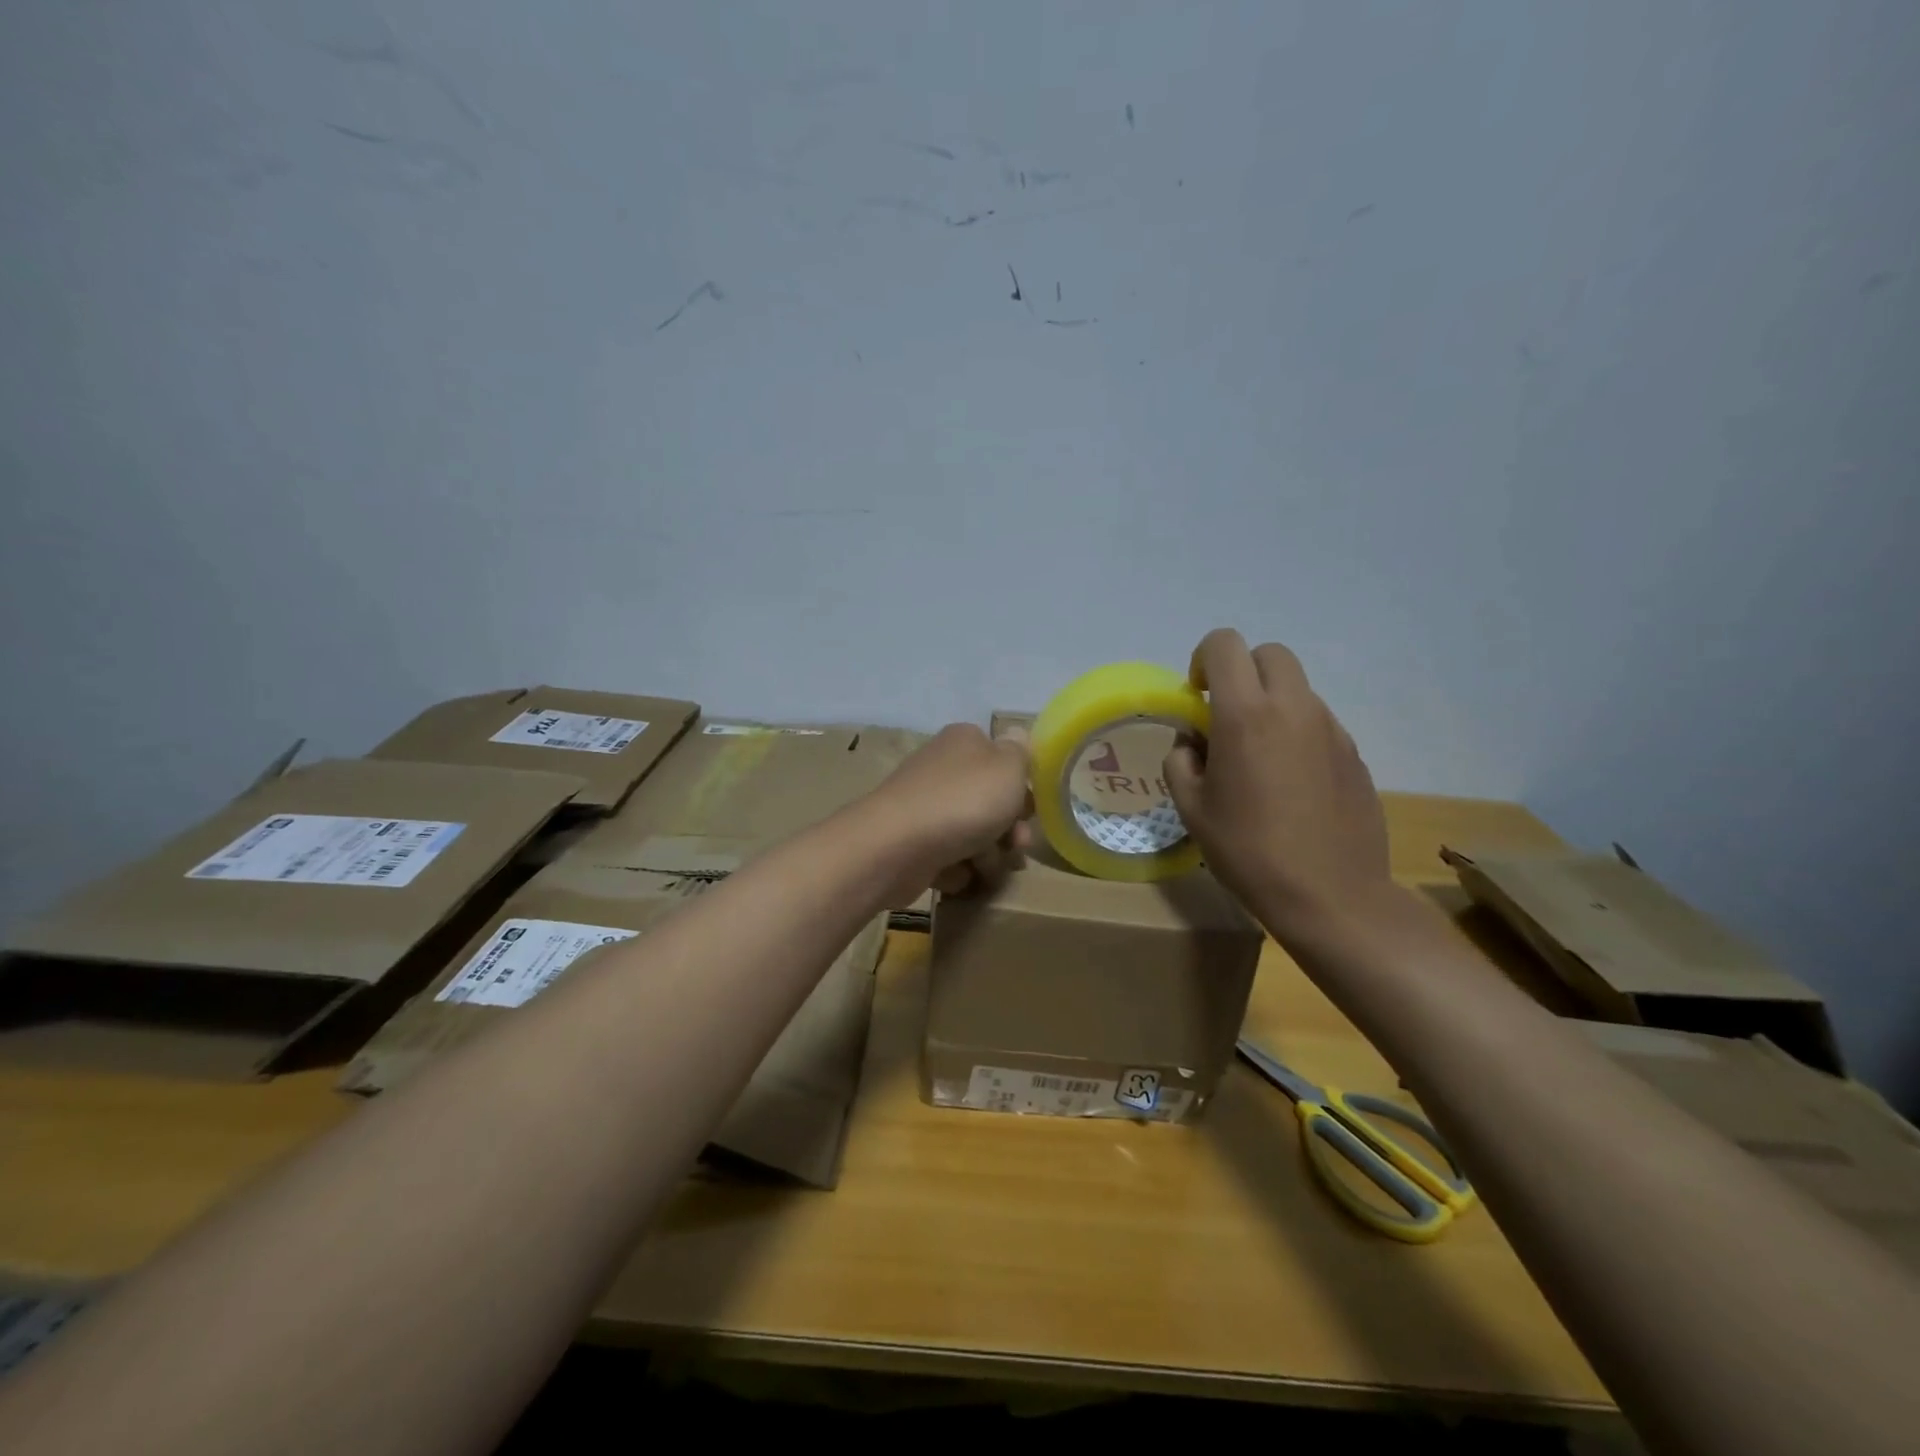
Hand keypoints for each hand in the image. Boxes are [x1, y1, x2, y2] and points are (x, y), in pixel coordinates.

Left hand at [867, 723, 1033, 897]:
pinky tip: (957, 874)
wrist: (897, 847)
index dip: (1021, 785)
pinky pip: (947, 857)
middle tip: (1016, 847)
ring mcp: (924, 806)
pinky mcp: (912, 842)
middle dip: (1008, 828)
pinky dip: (956, 868)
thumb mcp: (1008, 767)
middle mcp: (942, 769)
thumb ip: (1020, 752)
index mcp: (964, 742)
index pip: (1001, 758)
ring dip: (987, 854)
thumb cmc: (963, 801)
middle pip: (989, 800)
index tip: (1030, 810)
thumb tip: (1018, 734)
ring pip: (971, 832)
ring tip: (985, 867)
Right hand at [1165, 629, 1391, 934]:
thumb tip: (1193, 743)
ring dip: (1271, 702)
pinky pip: (1317, 721)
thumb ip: (1181, 761)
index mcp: (1245, 715)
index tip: (1197, 696)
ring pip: (1297, 688)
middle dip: (1242, 670)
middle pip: (1269, 654)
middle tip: (1227, 714)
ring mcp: (1330, 728)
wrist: (1330, 895)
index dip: (1203, 659)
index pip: (1225, 645)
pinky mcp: (1353, 752)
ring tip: (1259, 756)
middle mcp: (1292, 708)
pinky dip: (1296, 731)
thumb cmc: (1248, 851)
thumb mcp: (1191, 808)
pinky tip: (1290, 781)